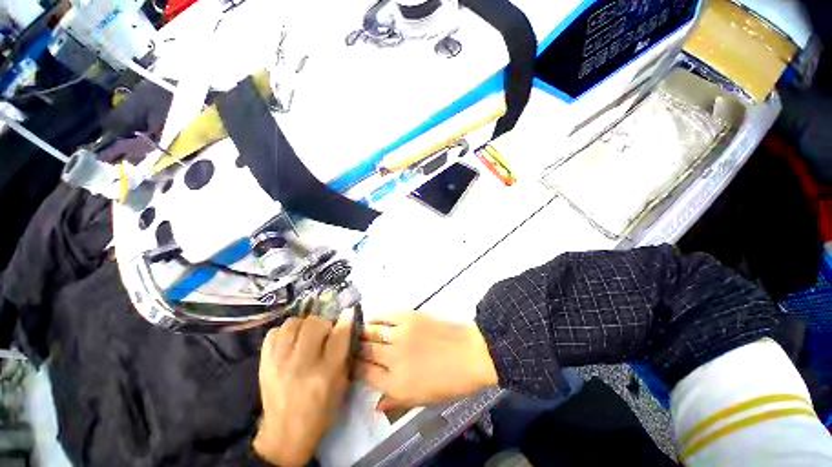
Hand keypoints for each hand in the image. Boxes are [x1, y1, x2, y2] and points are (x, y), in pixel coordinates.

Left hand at [253, 310, 353, 466]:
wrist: (285, 435)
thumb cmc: (320, 411)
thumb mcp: (341, 385)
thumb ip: (344, 353)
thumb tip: (346, 322)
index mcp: (325, 374)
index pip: (338, 336)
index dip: (345, 320)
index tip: (348, 312)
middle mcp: (301, 365)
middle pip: (314, 324)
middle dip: (323, 323)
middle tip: (324, 333)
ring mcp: (278, 363)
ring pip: (292, 324)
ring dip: (303, 325)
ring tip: (306, 335)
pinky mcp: (263, 364)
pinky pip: (273, 333)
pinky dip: (284, 332)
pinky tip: (290, 342)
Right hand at [358, 311, 497, 411]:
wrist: (470, 353)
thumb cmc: (450, 382)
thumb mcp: (423, 400)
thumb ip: (397, 402)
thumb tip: (376, 405)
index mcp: (396, 385)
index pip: (365, 375)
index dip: (356, 368)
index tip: (352, 364)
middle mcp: (393, 359)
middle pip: (365, 352)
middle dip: (355, 350)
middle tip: (352, 347)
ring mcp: (400, 335)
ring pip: (372, 333)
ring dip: (362, 333)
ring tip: (357, 332)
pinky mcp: (409, 317)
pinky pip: (386, 316)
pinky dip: (376, 318)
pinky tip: (371, 319)